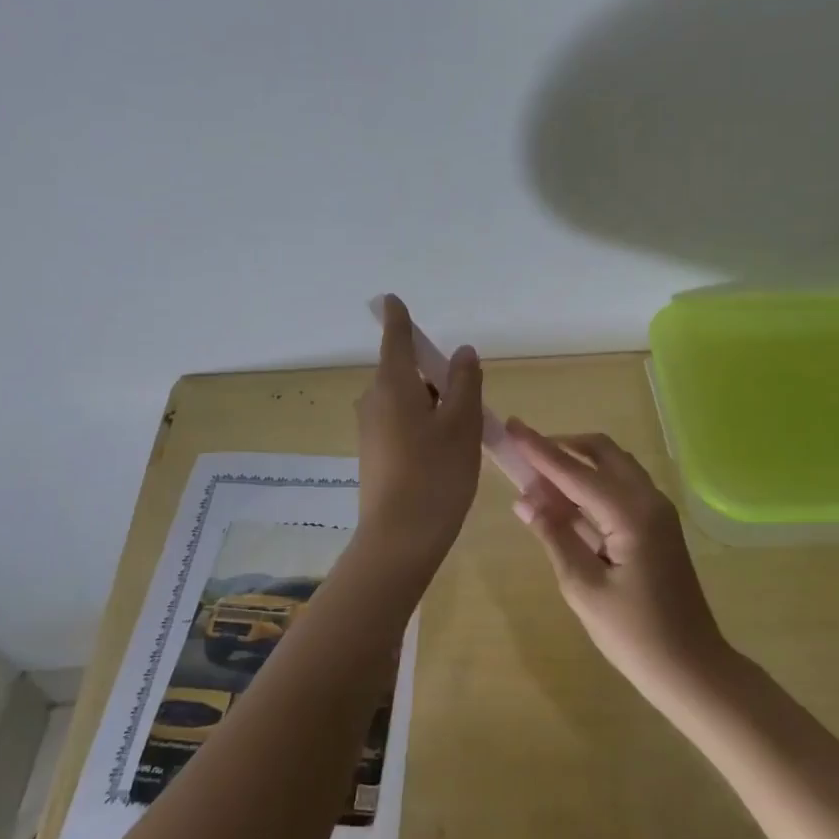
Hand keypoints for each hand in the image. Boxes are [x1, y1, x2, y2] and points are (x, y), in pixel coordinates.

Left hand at [354, 296, 483, 565]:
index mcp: (393, 385)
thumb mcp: (462, 424)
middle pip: (404, 372)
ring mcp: (370, 429)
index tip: (392, 300)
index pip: (396, 339)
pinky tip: (443, 453)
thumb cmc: (436, 474)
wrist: (399, 539)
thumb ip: (464, 382)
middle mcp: (374, 401)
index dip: (398, 318)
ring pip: (404, 400)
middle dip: (433, 376)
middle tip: (468, 400)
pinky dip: (422, 424)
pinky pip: (399, 423)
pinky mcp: (373, 454)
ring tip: (462, 432)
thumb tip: (461, 352)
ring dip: (431, 404)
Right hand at [505, 420, 730, 703]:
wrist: (692, 669)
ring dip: (578, 465)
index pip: (575, 472)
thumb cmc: (635, 635)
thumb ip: (555, 536)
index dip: (540, 450)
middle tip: (526, 456)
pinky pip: (621, 488)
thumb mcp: (583, 588)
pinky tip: (567, 504)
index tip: (512, 426)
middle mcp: (649, 500)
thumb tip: (525, 500)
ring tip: (539, 481)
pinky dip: (593, 485)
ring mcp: (658, 512)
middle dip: (563, 447)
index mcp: (631, 514)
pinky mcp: (658, 526)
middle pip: (602, 452)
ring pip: (614, 467)